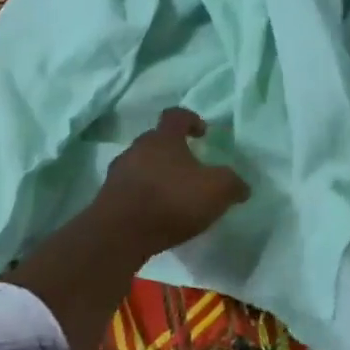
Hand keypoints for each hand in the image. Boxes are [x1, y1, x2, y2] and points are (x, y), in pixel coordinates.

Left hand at [94, 108, 249, 257]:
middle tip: (189, 168)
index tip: (202, 133)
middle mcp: (138, 147)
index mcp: (164, 138)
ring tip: (171, 195)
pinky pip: (129, 188)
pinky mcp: (107, 197)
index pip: (176, 115)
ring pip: (141, 164)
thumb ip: (232, 184)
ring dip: (155, 174)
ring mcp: (119, 172)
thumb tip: (243, 186)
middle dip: (172, 150)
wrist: (119, 234)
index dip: (191, 119)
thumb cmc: (170, 201)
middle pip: (156, 140)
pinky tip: (154, 214)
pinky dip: (142, 195)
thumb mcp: (215, 191)